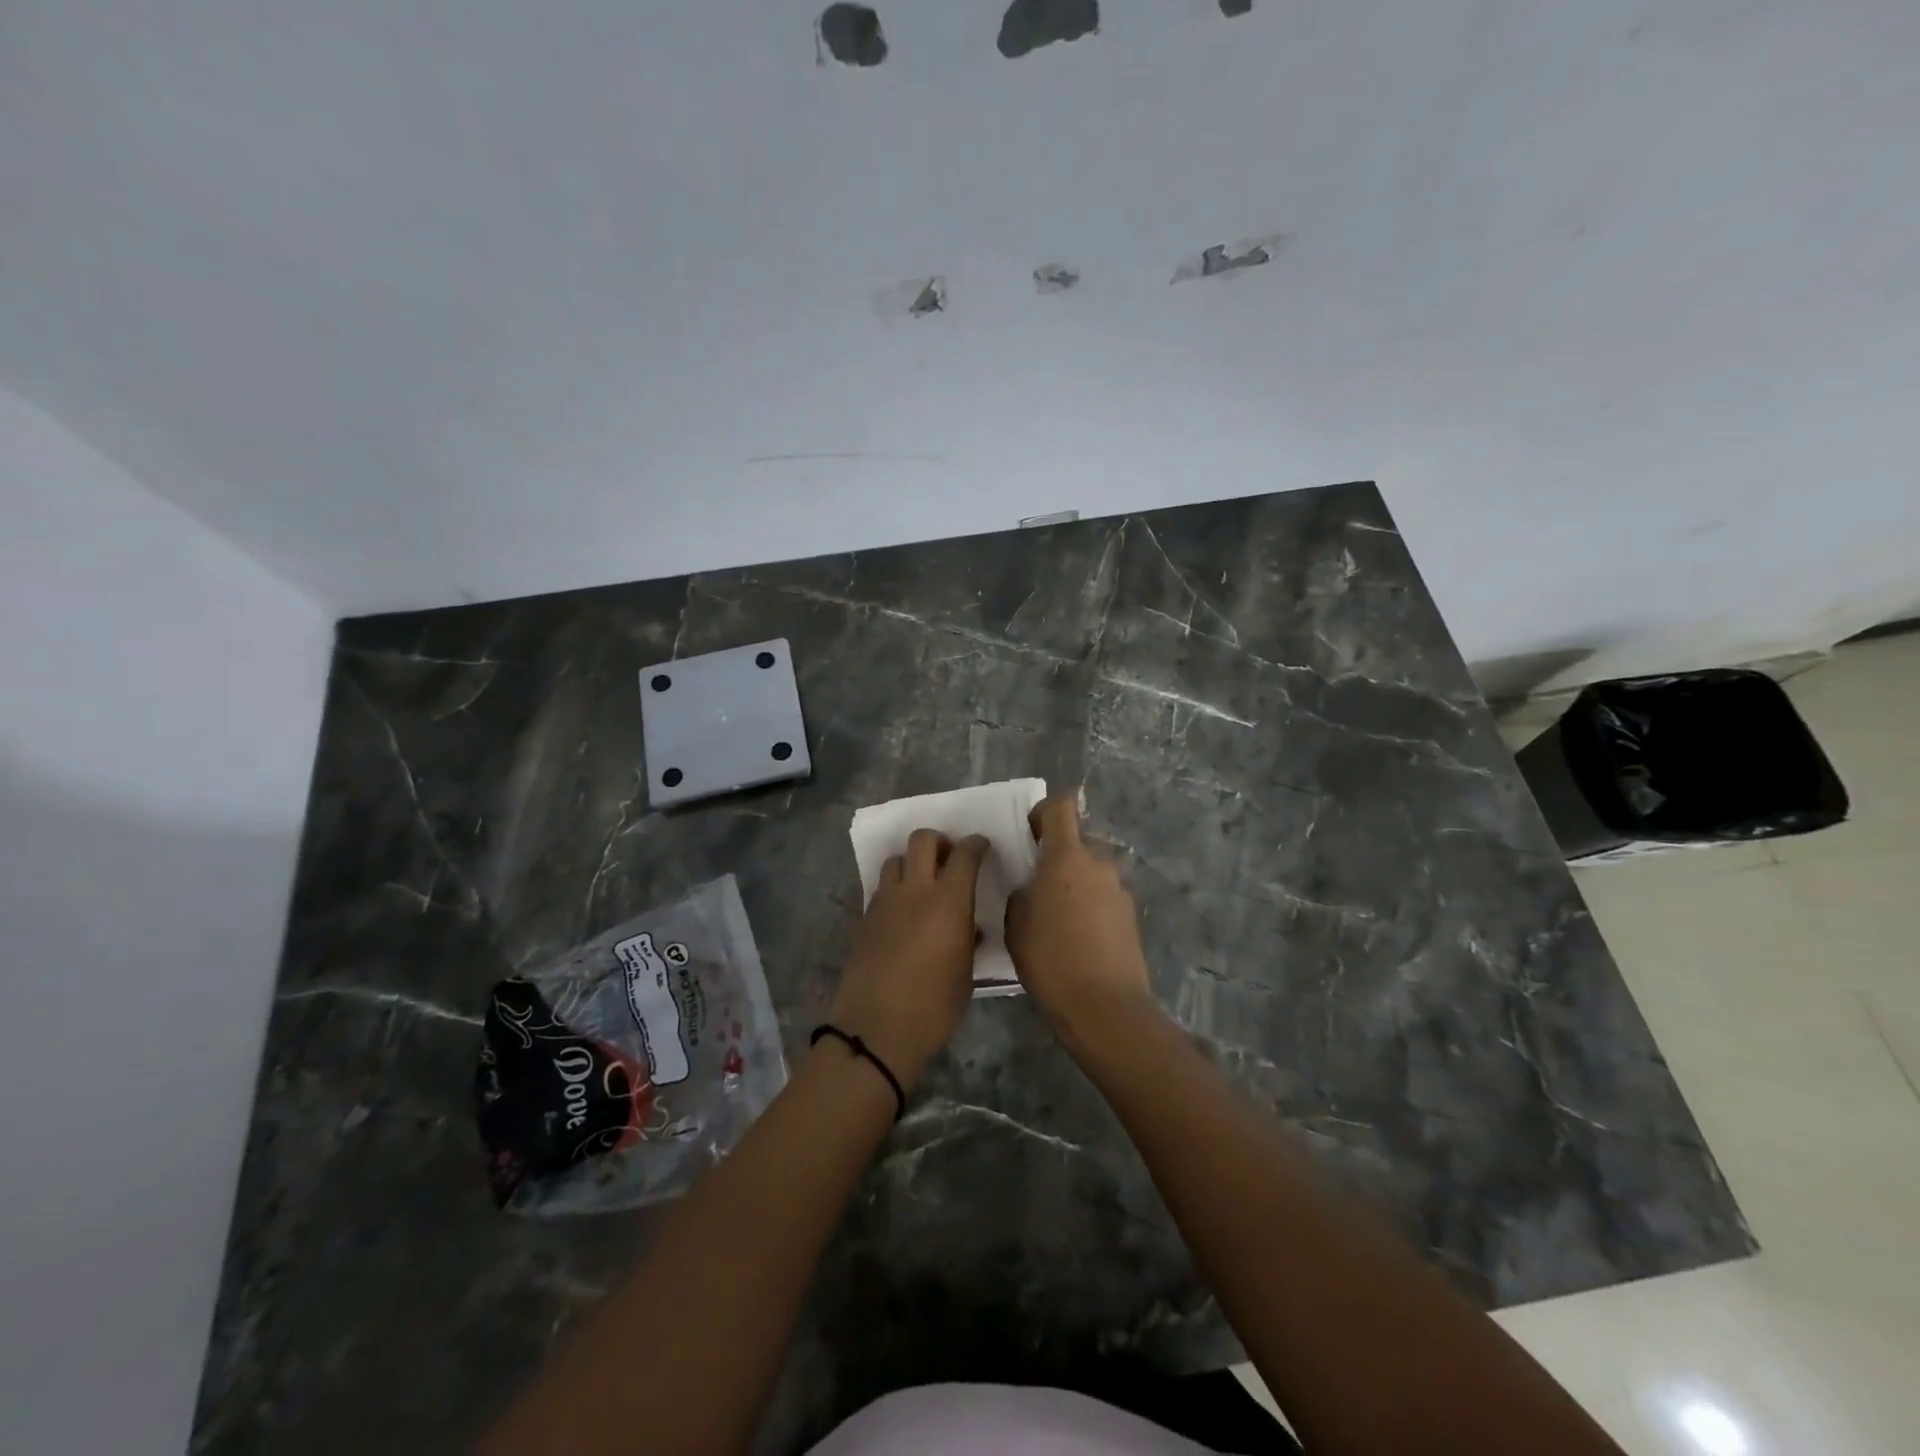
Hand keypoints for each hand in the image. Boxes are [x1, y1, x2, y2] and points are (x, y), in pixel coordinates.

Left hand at [831, 830, 990, 1087]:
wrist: (877, 1029)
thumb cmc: (934, 1007)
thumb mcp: (965, 973)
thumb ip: (969, 939)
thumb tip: (971, 927)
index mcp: (948, 901)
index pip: (965, 854)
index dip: (976, 844)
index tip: (982, 847)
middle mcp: (915, 891)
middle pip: (923, 839)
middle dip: (940, 842)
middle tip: (949, 860)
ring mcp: (885, 901)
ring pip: (896, 859)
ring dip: (912, 863)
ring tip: (922, 885)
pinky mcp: (865, 917)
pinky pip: (882, 888)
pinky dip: (895, 889)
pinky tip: (902, 913)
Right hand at [1005, 794, 1155, 1037]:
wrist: (1105, 1007)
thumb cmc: (1051, 960)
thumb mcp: (1016, 926)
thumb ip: (1021, 895)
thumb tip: (1031, 888)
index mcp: (1066, 858)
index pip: (1061, 807)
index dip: (1043, 812)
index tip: (1029, 835)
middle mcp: (1098, 864)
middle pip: (1077, 841)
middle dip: (1057, 855)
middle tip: (1037, 886)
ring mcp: (1119, 889)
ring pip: (1091, 871)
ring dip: (1074, 882)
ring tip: (1057, 918)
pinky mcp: (1130, 914)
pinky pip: (1103, 895)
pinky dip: (1090, 905)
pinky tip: (1078, 938)